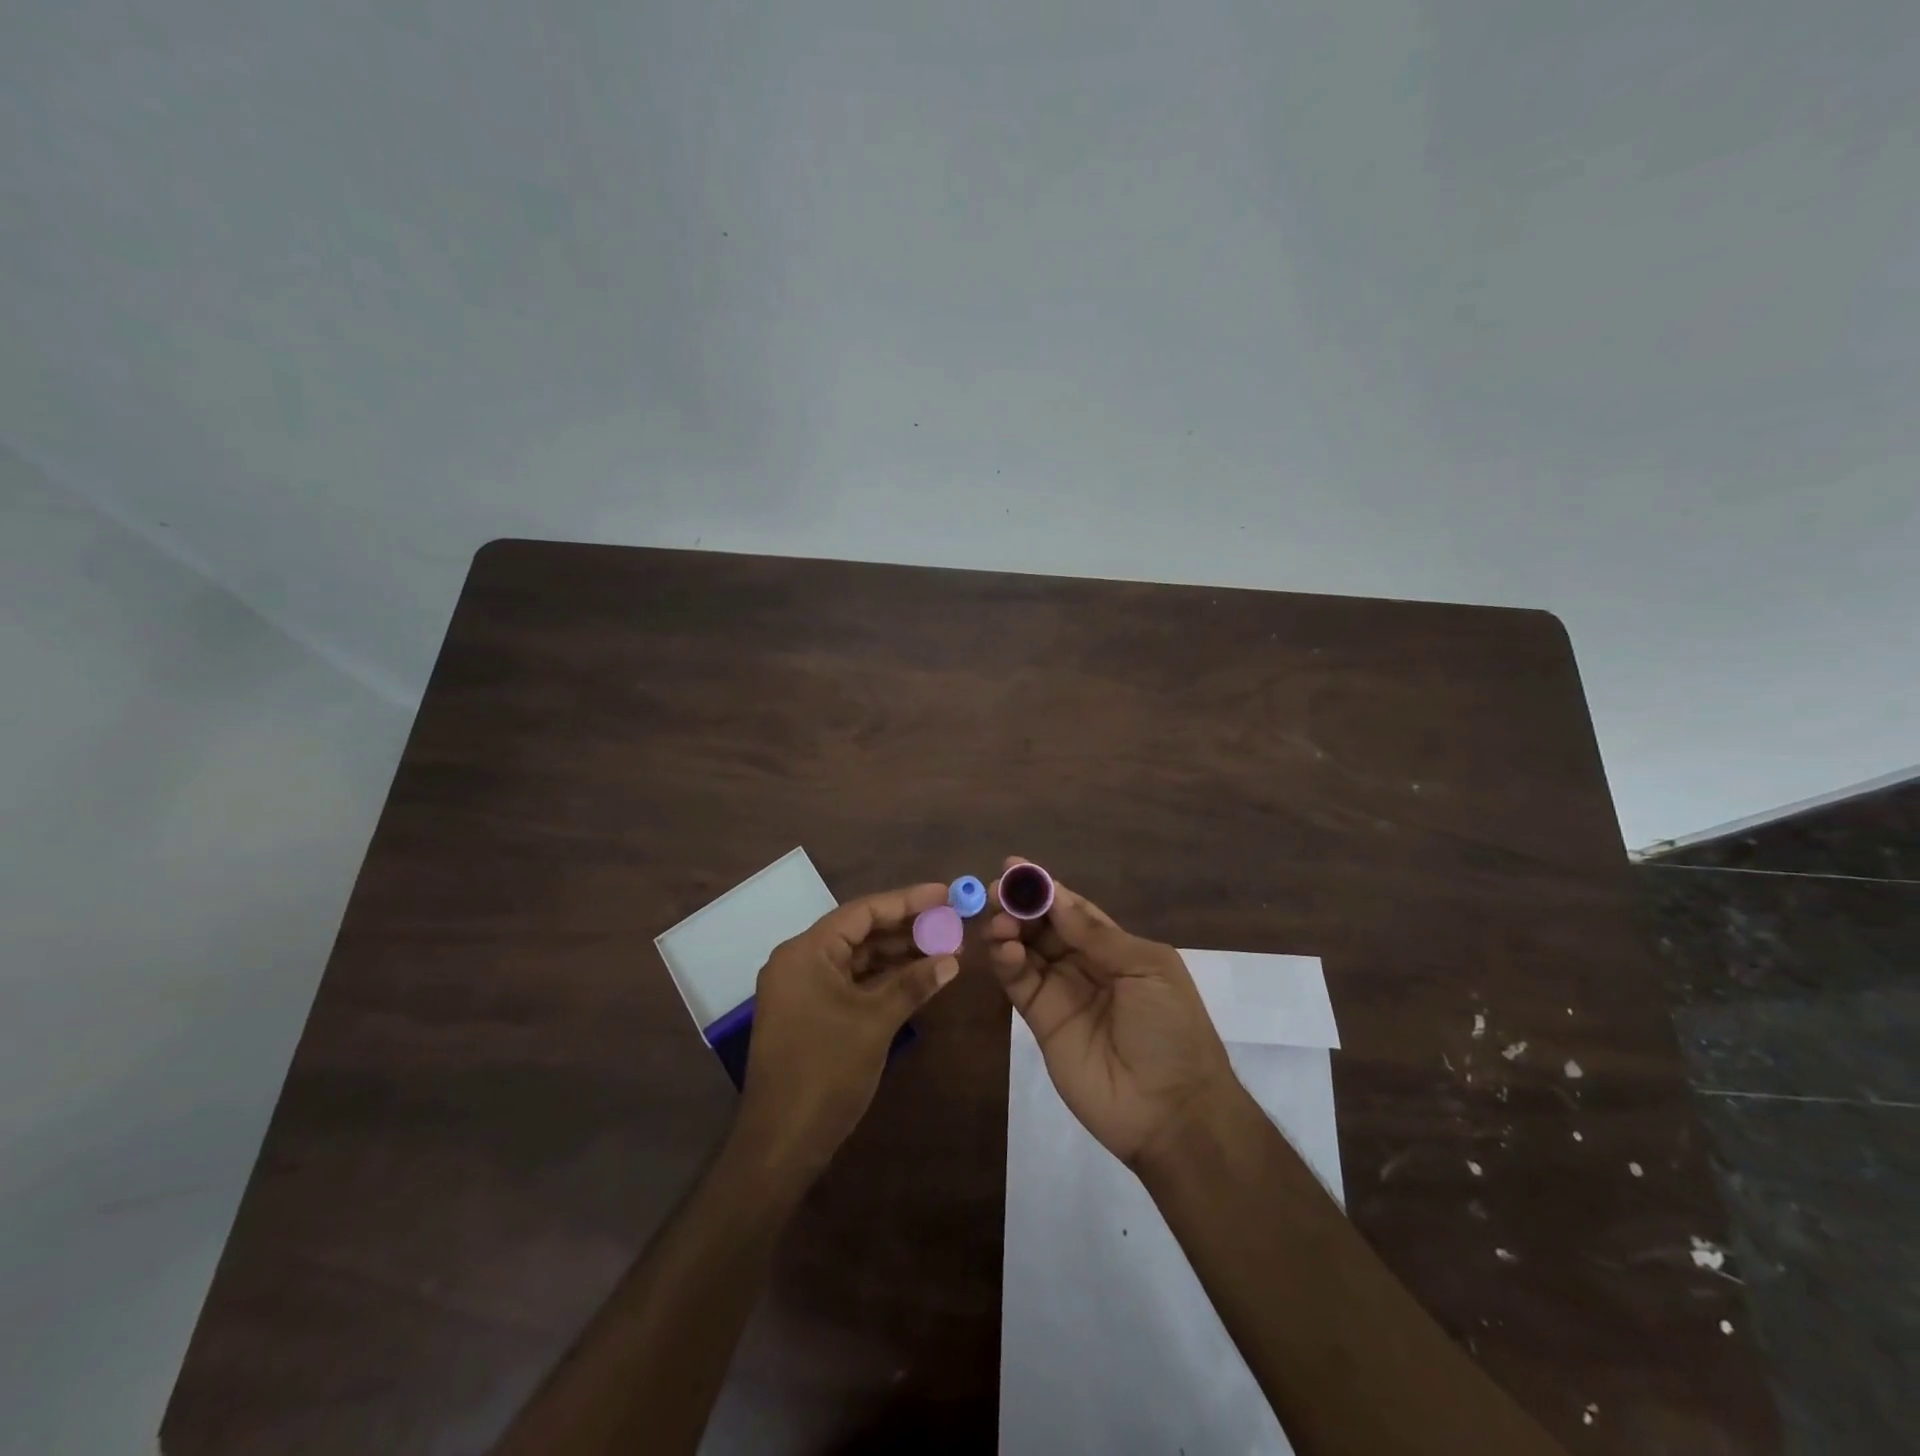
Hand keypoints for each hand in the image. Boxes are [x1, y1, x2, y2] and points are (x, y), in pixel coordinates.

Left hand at [733, 883, 960, 1188]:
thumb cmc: (826, 1071)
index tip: (944, 894)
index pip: (862, 912)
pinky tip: (918, 977)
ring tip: (943, 946)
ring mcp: (802, 989)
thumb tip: (952, 959)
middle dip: (906, 927)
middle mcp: (800, 961)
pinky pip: (850, 982)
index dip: (907, 901)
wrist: (781, 1143)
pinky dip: (882, 979)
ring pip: (857, 958)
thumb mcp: (875, 1022)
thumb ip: (913, 983)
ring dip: (897, 954)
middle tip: (950, 921)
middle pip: (860, 932)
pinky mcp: (810, 1013)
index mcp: (806, 952)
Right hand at [986, 857, 1236, 1168]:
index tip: (1015, 867)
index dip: (1045, 888)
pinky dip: (1006, 962)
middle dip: (1020, 905)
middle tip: (996, 890)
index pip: (1073, 909)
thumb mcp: (1147, 970)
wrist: (1170, 1110)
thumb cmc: (1171, 1030)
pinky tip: (1004, 949)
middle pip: (1044, 926)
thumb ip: (1097, 935)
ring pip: (1026, 950)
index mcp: (1116, 948)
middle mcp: (1084, 965)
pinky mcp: (1041, 1021)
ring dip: (1008, 929)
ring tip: (998, 921)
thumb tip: (1056, 896)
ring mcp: (1061, 993)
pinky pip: (1019, 983)